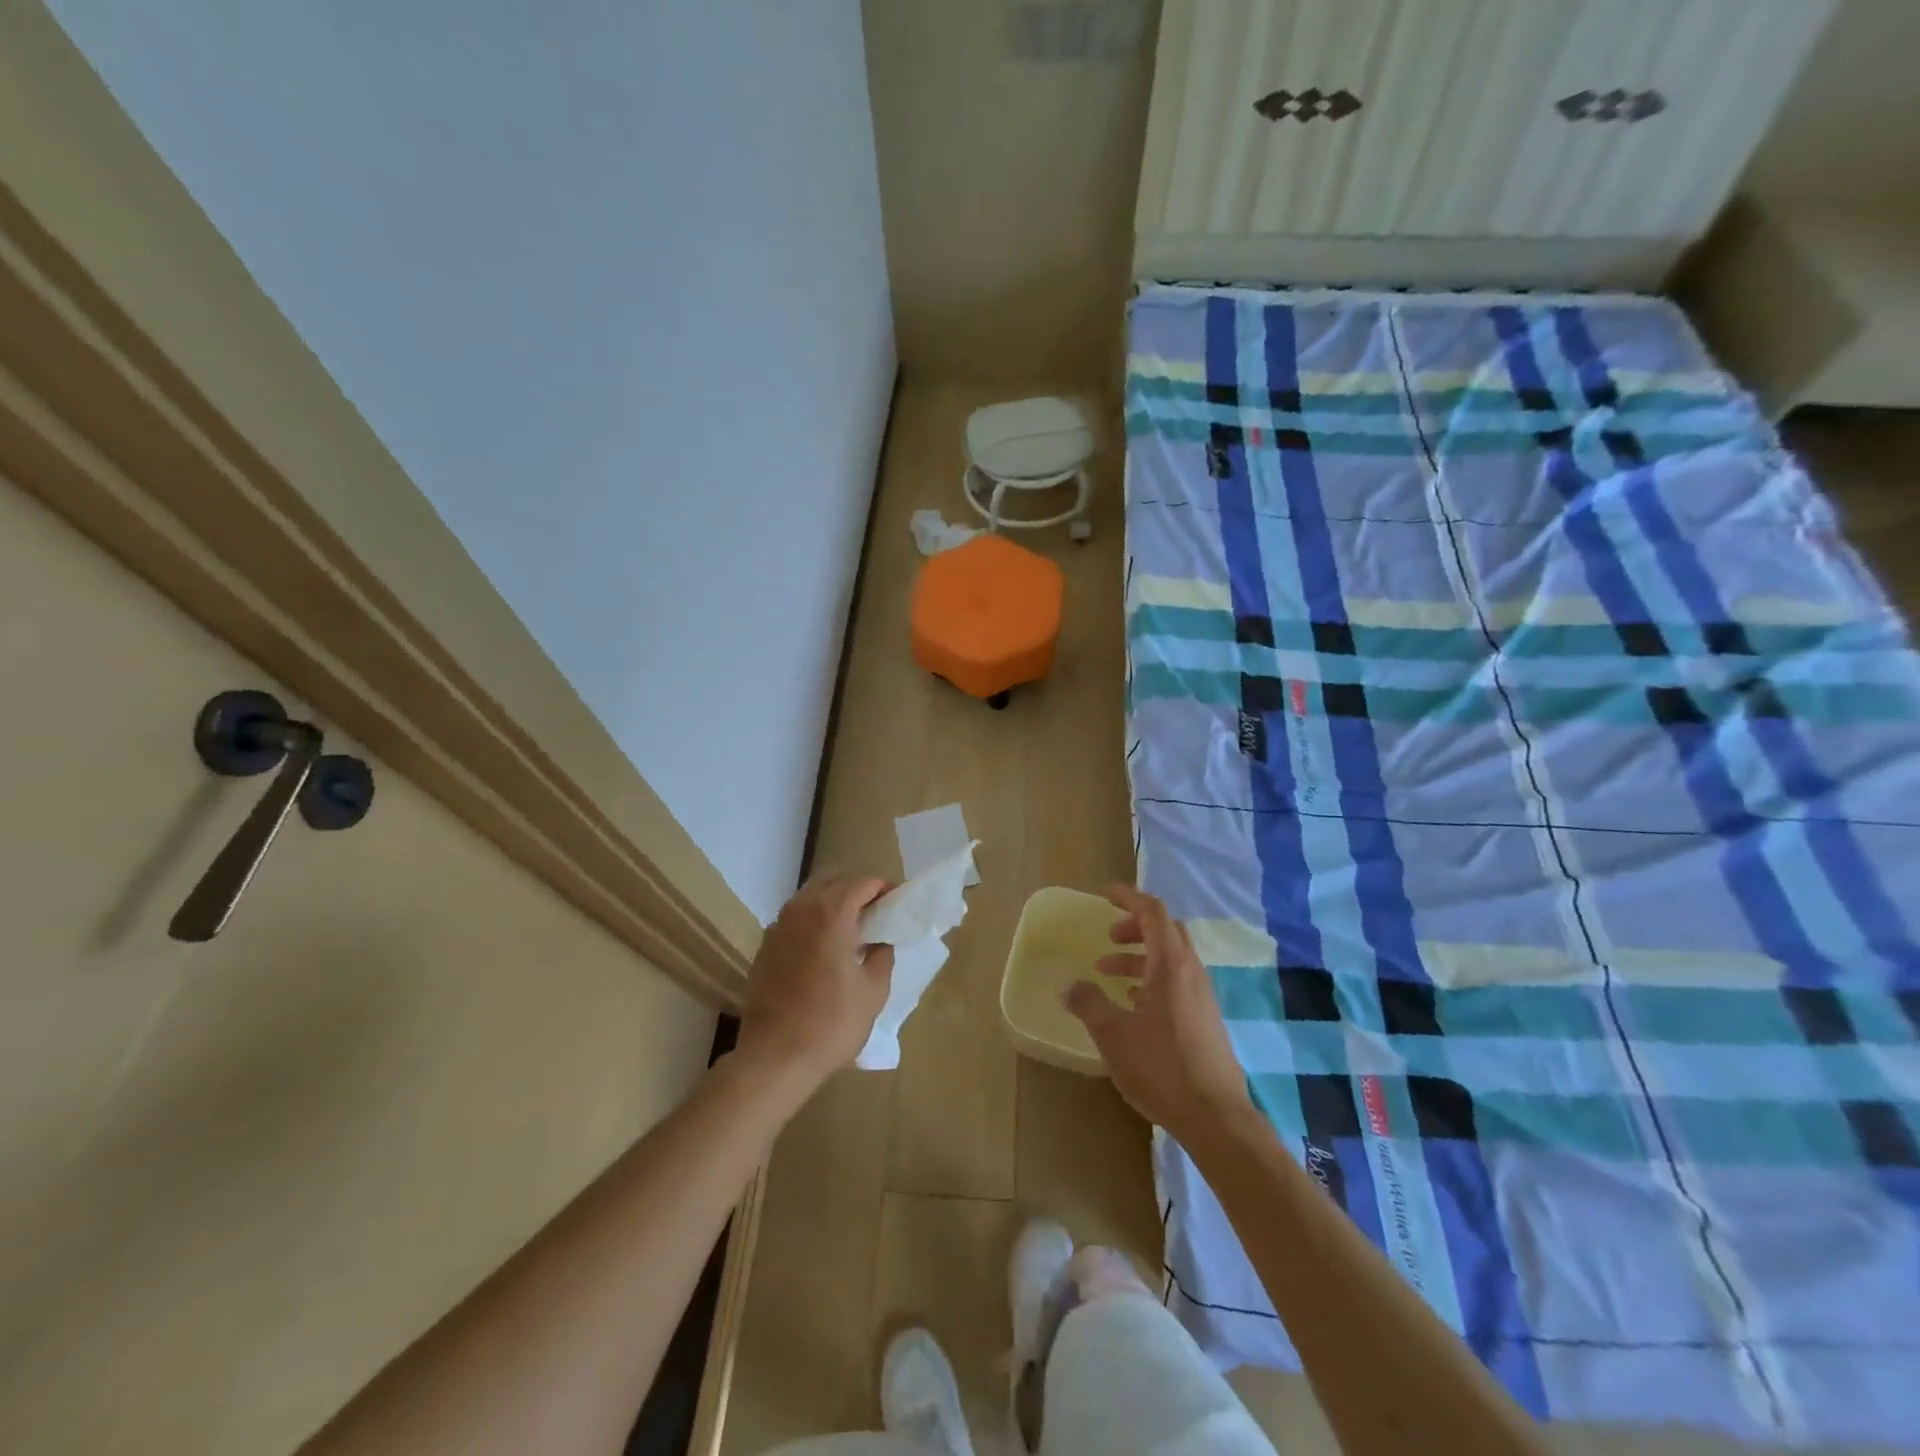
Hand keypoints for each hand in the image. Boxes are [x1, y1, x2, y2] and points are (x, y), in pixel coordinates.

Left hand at [735, 873, 894, 1096]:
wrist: (774, 1058)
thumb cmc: (831, 1023)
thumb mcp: (873, 991)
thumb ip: (882, 955)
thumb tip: (881, 941)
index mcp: (832, 913)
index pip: (863, 882)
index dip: (883, 888)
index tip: (897, 904)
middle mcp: (801, 909)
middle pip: (834, 880)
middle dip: (857, 889)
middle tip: (876, 913)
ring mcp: (778, 926)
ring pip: (810, 895)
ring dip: (833, 902)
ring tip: (852, 930)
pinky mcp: (765, 945)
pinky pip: (794, 917)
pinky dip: (813, 920)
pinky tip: (824, 948)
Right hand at [1064, 884, 1253, 1140]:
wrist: (1216, 1118)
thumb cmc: (1161, 1067)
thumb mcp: (1112, 1034)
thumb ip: (1088, 1003)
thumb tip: (1070, 986)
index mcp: (1171, 965)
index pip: (1153, 912)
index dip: (1128, 897)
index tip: (1104, 895)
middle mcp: (1191, 972)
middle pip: (1165, 931)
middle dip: (1134, 927)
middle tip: (1108, 938)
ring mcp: (1202, 997)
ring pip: (1170, 959)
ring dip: (1139, 957)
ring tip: (1108, 975)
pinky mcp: (1205, 1020)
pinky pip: (1176, 982)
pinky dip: (1152, 979)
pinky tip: (1132, 1006)